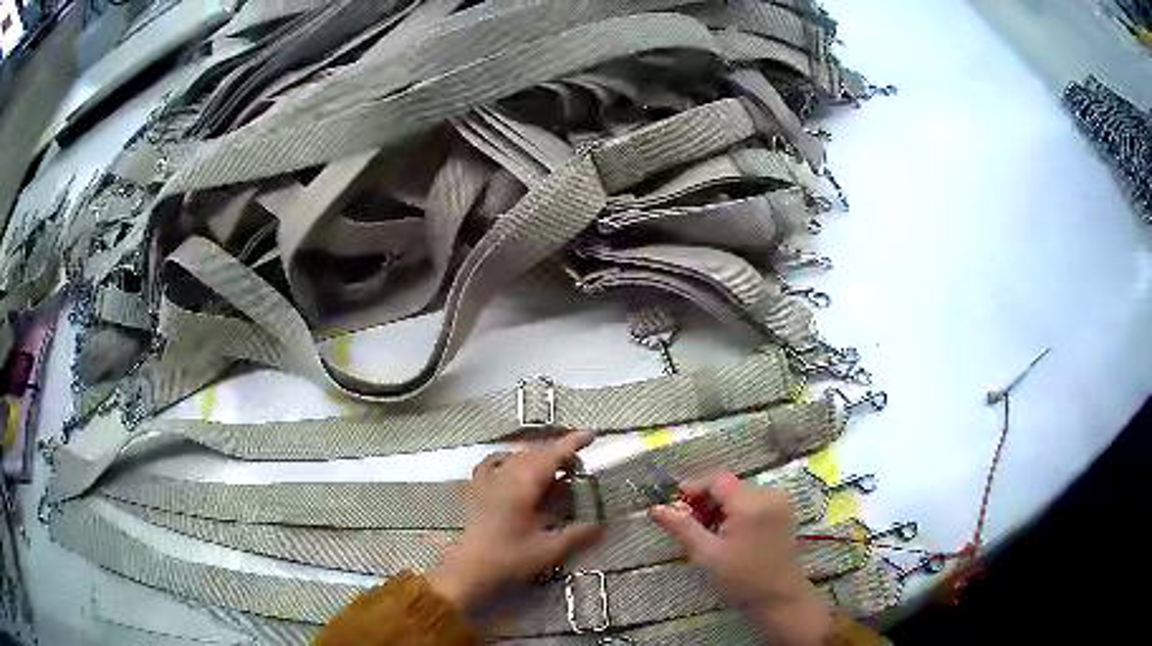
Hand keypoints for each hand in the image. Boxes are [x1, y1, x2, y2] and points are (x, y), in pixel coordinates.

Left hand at [427, 432, 601, 614]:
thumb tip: (603, 524)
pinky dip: (509, 458)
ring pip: (516, 456)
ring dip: (538, 456)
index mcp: (523, 486)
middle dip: (558, 452)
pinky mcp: (477, 489)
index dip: (572, 444)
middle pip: (535, 453)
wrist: (469, 569)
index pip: (552, 456)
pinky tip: (513, 465)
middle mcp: (505, 476)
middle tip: (579, 463)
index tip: (591, 436)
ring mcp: (488, 480)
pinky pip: (493, 463)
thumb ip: (577, 535)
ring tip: (554, 466)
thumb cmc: (510, 559)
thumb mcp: (550, 550)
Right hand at [649, 472, 831, 645]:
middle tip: (688, 525)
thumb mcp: (706, 554)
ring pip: (740, 494)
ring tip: (707, 533)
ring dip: (720, 507)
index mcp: (751, 503)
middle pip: (729, 486)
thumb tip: (656, 508)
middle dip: (706, 501)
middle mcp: (769, 494)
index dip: (694, 488)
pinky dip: (737, 512)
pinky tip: (727, 534)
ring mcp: (780, 502)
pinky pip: (754, 501)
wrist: (779, 597)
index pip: (717, 480)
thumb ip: (682, 527)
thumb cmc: (741, 578)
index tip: (676, 506)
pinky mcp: (784, 512)